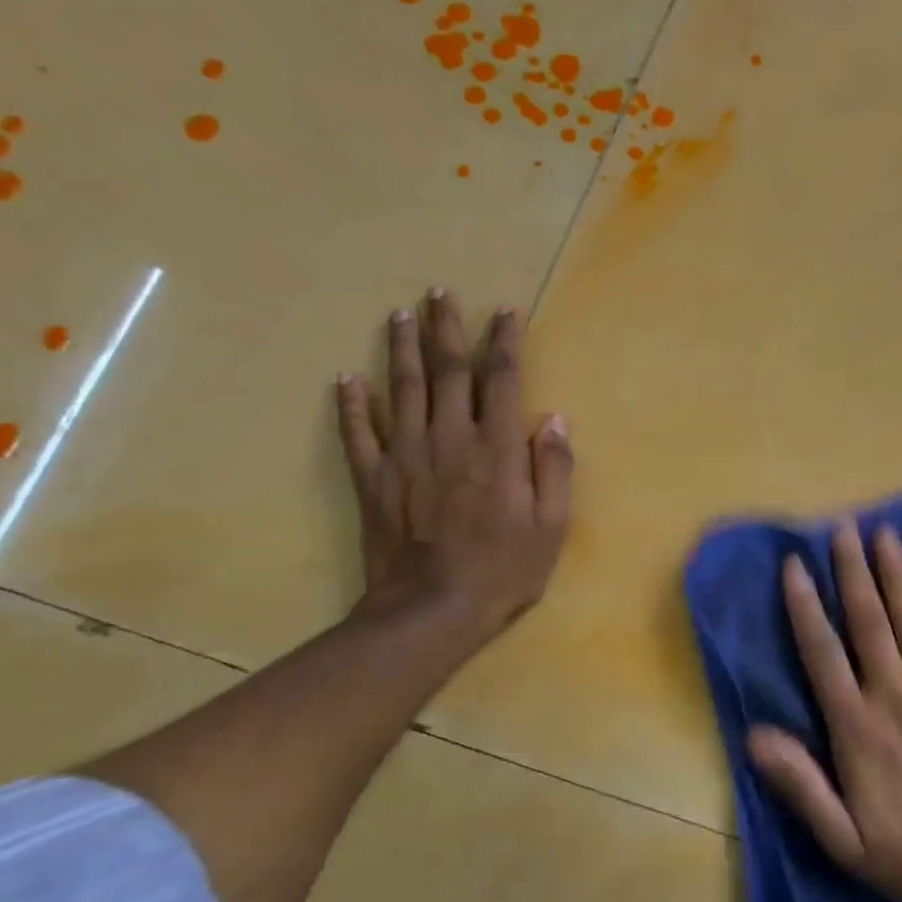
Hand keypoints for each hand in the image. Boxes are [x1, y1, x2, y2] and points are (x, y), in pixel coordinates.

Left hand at [335, 288, 572, 649]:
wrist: (431, 610)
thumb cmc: (502, 570)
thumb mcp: (551, 526)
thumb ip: (555, 470)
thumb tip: (555, 420)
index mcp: (496, 448)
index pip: (500, 379)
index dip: (504, 341)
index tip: (504, 312)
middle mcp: (450, 437)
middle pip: (447, 370)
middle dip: (446, 328)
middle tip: (439, 292)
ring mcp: (405, 455)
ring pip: (401, 388)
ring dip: (401, 348)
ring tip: (400, 314)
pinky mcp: (373, 478)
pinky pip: (358, 432)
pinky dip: (351, 404)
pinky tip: (346, 379)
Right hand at [749, 523, 901, 901]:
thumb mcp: (842, 839)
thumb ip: (800, 784)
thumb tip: (755, 735)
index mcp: (859, 727)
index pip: (824, 654)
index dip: (806, 606)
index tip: (795, 565)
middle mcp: (897, 697)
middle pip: (869, 623)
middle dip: (853, 572)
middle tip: (842, 527)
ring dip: (898, 577)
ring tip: (886, 535)